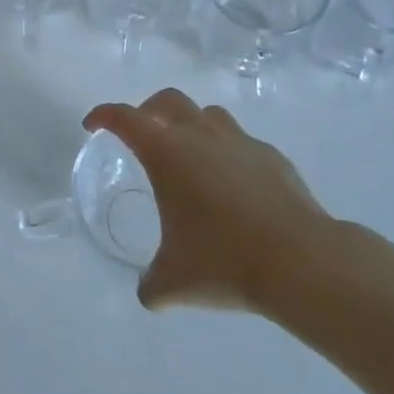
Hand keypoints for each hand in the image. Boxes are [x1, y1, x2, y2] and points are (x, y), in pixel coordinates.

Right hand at [84, 89, 334, 312]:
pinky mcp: (272, 156)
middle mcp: (200, 134)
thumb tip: (148, 293)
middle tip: (141, 133)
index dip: (103, 116)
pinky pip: (241, 143)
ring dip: (192, 125)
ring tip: (190, 156)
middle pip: (167, 100)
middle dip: (148, 111)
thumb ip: (151, 284)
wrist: (301, 261)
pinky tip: (234, 185)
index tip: (92, 124)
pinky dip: (228, 152)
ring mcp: (239, 141)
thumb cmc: (224, 261)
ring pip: (208, 115)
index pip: (124, 118)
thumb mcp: (174, 281)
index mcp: (166, 152)